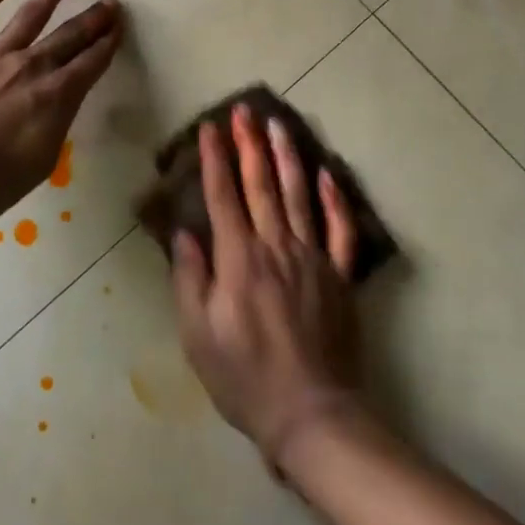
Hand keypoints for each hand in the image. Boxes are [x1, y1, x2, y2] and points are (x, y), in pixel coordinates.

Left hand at [0, 0, 122, 224]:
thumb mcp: (41, 162)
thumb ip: (56, 124)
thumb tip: (60, 101)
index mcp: (55, 96)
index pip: (91, 63)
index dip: (108, 44)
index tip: (118, 28)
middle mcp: (30, 66)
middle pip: (70, 35)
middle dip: (93, 18)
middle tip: (110, 3)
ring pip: (31, 13)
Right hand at [171, 101, 362, 469]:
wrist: (311, 414)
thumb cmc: (244, 377)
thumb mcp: (198, 334)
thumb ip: (190, 278)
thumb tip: (184, 232)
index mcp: (239, 259)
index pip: (223, 196)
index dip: (214, 160)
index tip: (209, 128)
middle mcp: (276, 247)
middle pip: (261, 185)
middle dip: (249, 144)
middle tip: (244, 110)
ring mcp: (312, 258)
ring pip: (300, 195)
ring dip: (288, 157)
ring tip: (280, 124)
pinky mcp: (339, 276)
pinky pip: (339, 229)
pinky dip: (334, 198)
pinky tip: (327, 172)